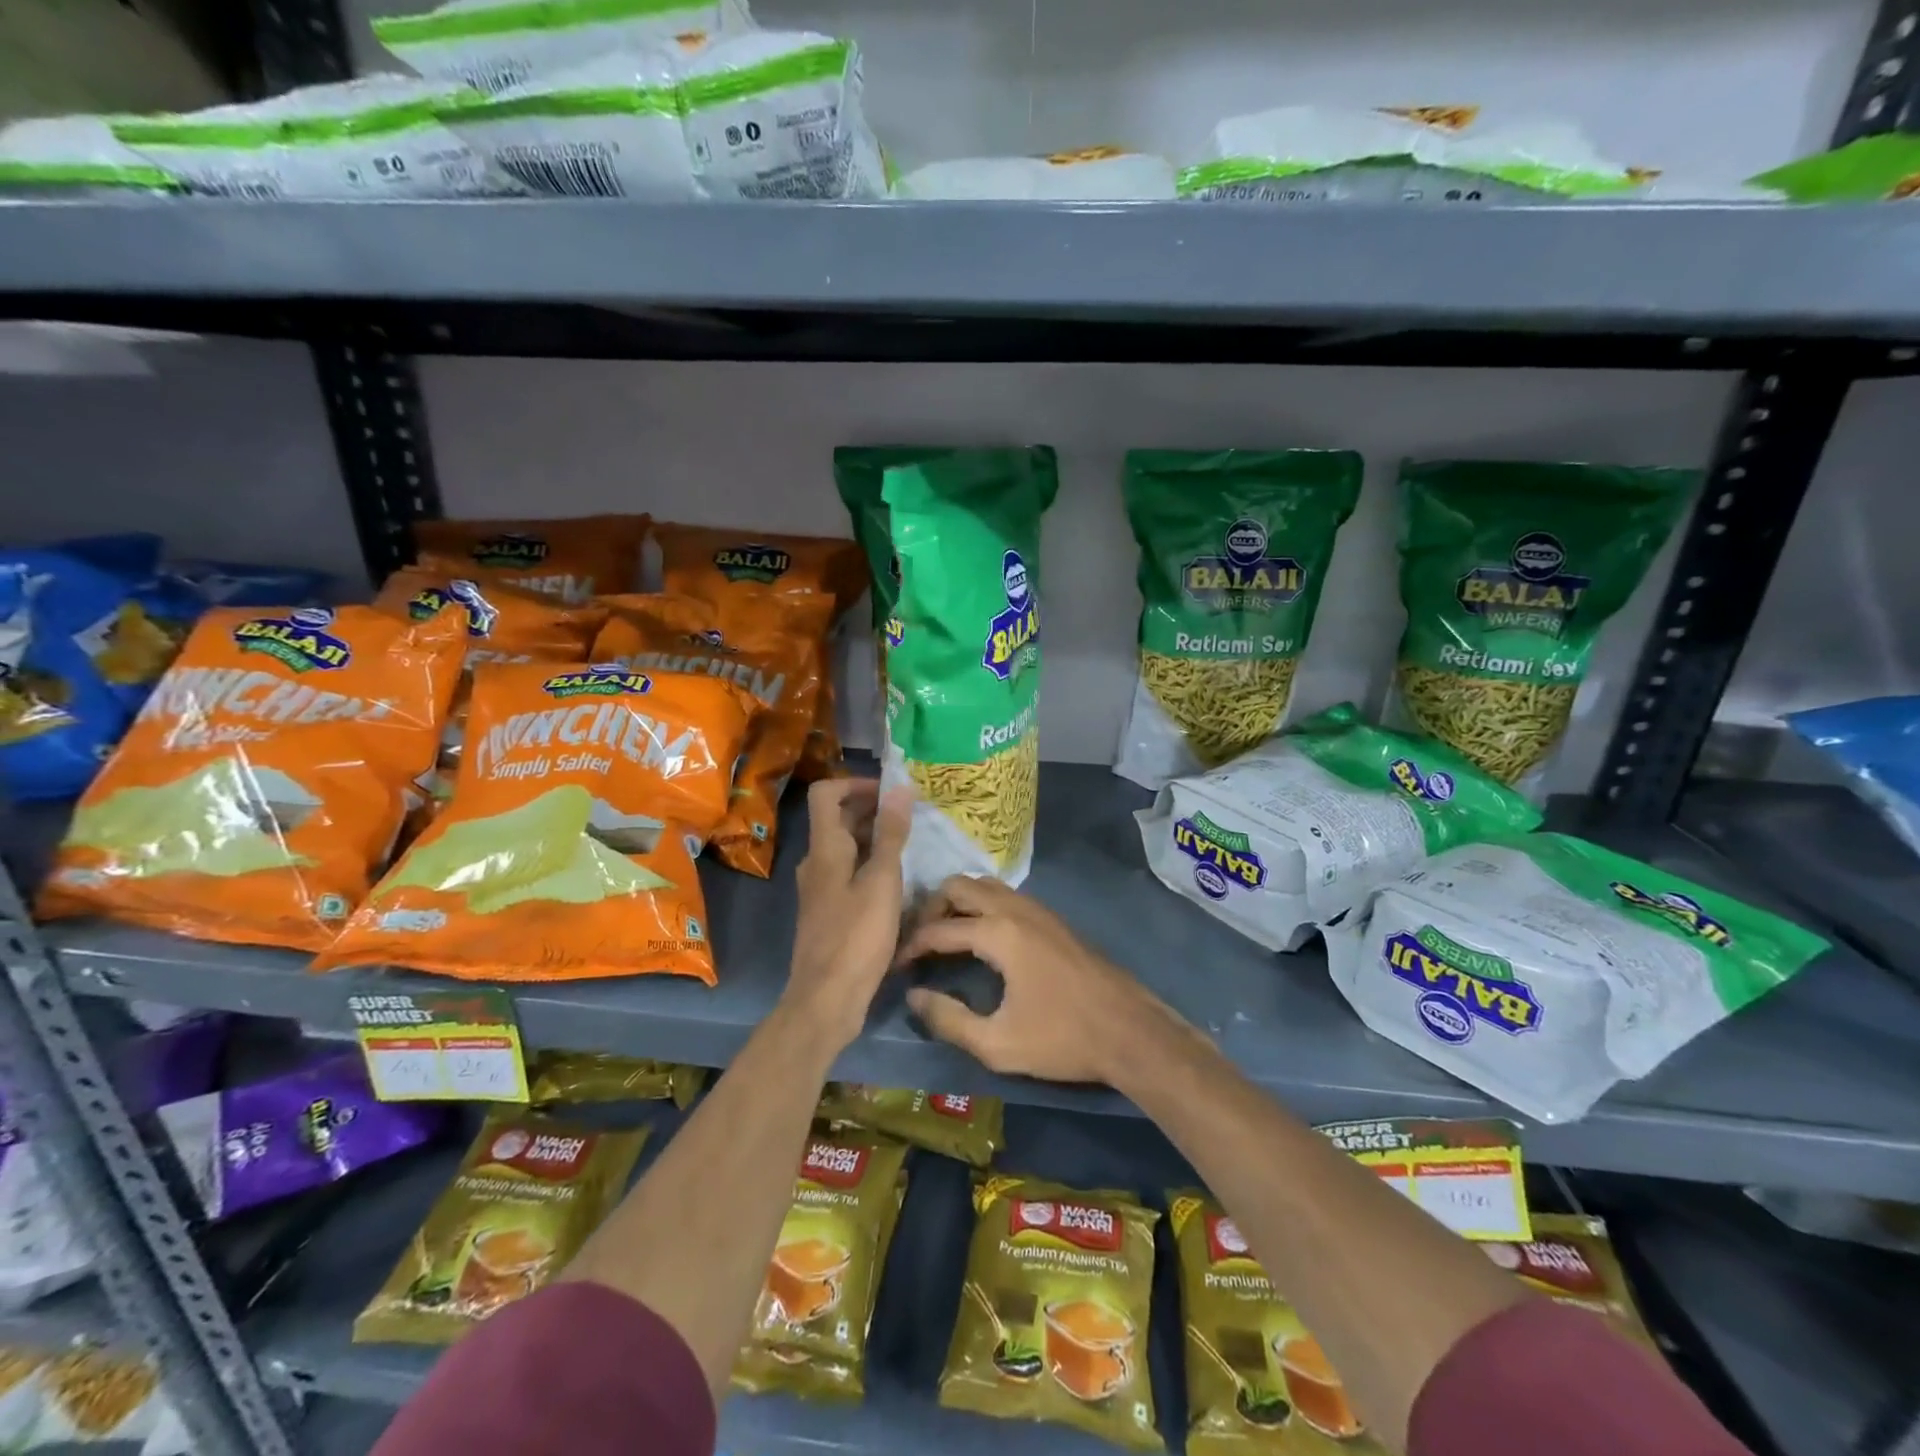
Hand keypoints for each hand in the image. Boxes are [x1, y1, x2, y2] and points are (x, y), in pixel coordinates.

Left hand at [785, 778, 912, 1051]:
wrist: (826, 999)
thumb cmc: (856, 936)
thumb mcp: (882, 881)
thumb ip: (891, 834)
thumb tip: (900, 787)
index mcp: (824, 849)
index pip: (826, 794)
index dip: (856, 784)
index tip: (891, 793)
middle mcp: (816, 863)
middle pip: (837, 819)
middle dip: (873, 810)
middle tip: (912, 816)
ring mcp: (820, 889)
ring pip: (846, 848)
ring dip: (875, 839)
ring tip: (913, 845)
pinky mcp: (829, 912)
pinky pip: (849, 874)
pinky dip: (871, 866)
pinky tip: (899, 882)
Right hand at [894, 875, 1178, 1085]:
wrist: (1130, 1031)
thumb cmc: (1063, 1039)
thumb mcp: (998, 1044)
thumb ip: (949, 1020)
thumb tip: (915, 996)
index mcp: (998, 933)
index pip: (938, 928)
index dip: (910, 946)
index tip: (895, 966)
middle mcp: (1015, 909)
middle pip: (959, 886)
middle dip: (932, 909)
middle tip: (920, 943)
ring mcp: (1038, 909)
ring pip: (985, 886)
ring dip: (959, 903)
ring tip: (947, 938)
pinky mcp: (1053, 919)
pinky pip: (1006, 896)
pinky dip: (983, 906)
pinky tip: (983, 939)